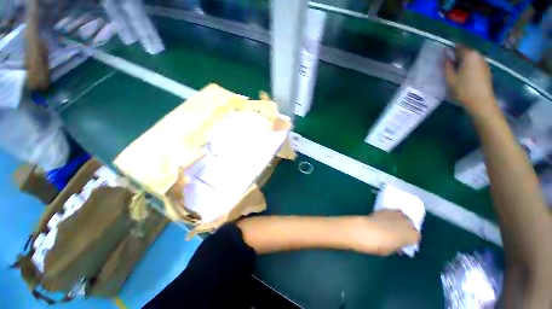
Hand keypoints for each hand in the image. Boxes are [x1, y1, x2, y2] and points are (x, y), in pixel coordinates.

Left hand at [350, 210, 420, 255]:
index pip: (416, 237)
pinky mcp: (384, 209)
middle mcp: (407, 222)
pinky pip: (390, 212)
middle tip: (397, 234)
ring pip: (401, 216)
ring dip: (398, 220)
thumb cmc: (378, 245)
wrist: (363, 231)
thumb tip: (397, 245)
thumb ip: (397, 246)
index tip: (402, 243)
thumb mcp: (391, 250)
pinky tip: (382, 220)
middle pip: (410, 225)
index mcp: (413, 235)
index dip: (409, 240)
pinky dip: (388, 216)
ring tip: (390, 225)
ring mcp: (395, 214)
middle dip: (405, 229)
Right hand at [445, 47, 497, 116]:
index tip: (443, 57)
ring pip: (470, 59)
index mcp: (469, 55)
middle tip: (447, 65)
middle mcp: (478, 56)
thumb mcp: (450, 78)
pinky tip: (463, 76)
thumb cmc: (463, 89)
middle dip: (456, 56)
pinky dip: (468, 67)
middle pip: (465, 52)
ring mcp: (484, 63)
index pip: (458, 47)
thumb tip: (445, 55)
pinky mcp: (486, 71)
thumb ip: (447, 65)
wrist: (481, 102)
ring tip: (454, 71)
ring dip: (462, 62)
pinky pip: (475, 65)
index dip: (449, 51)